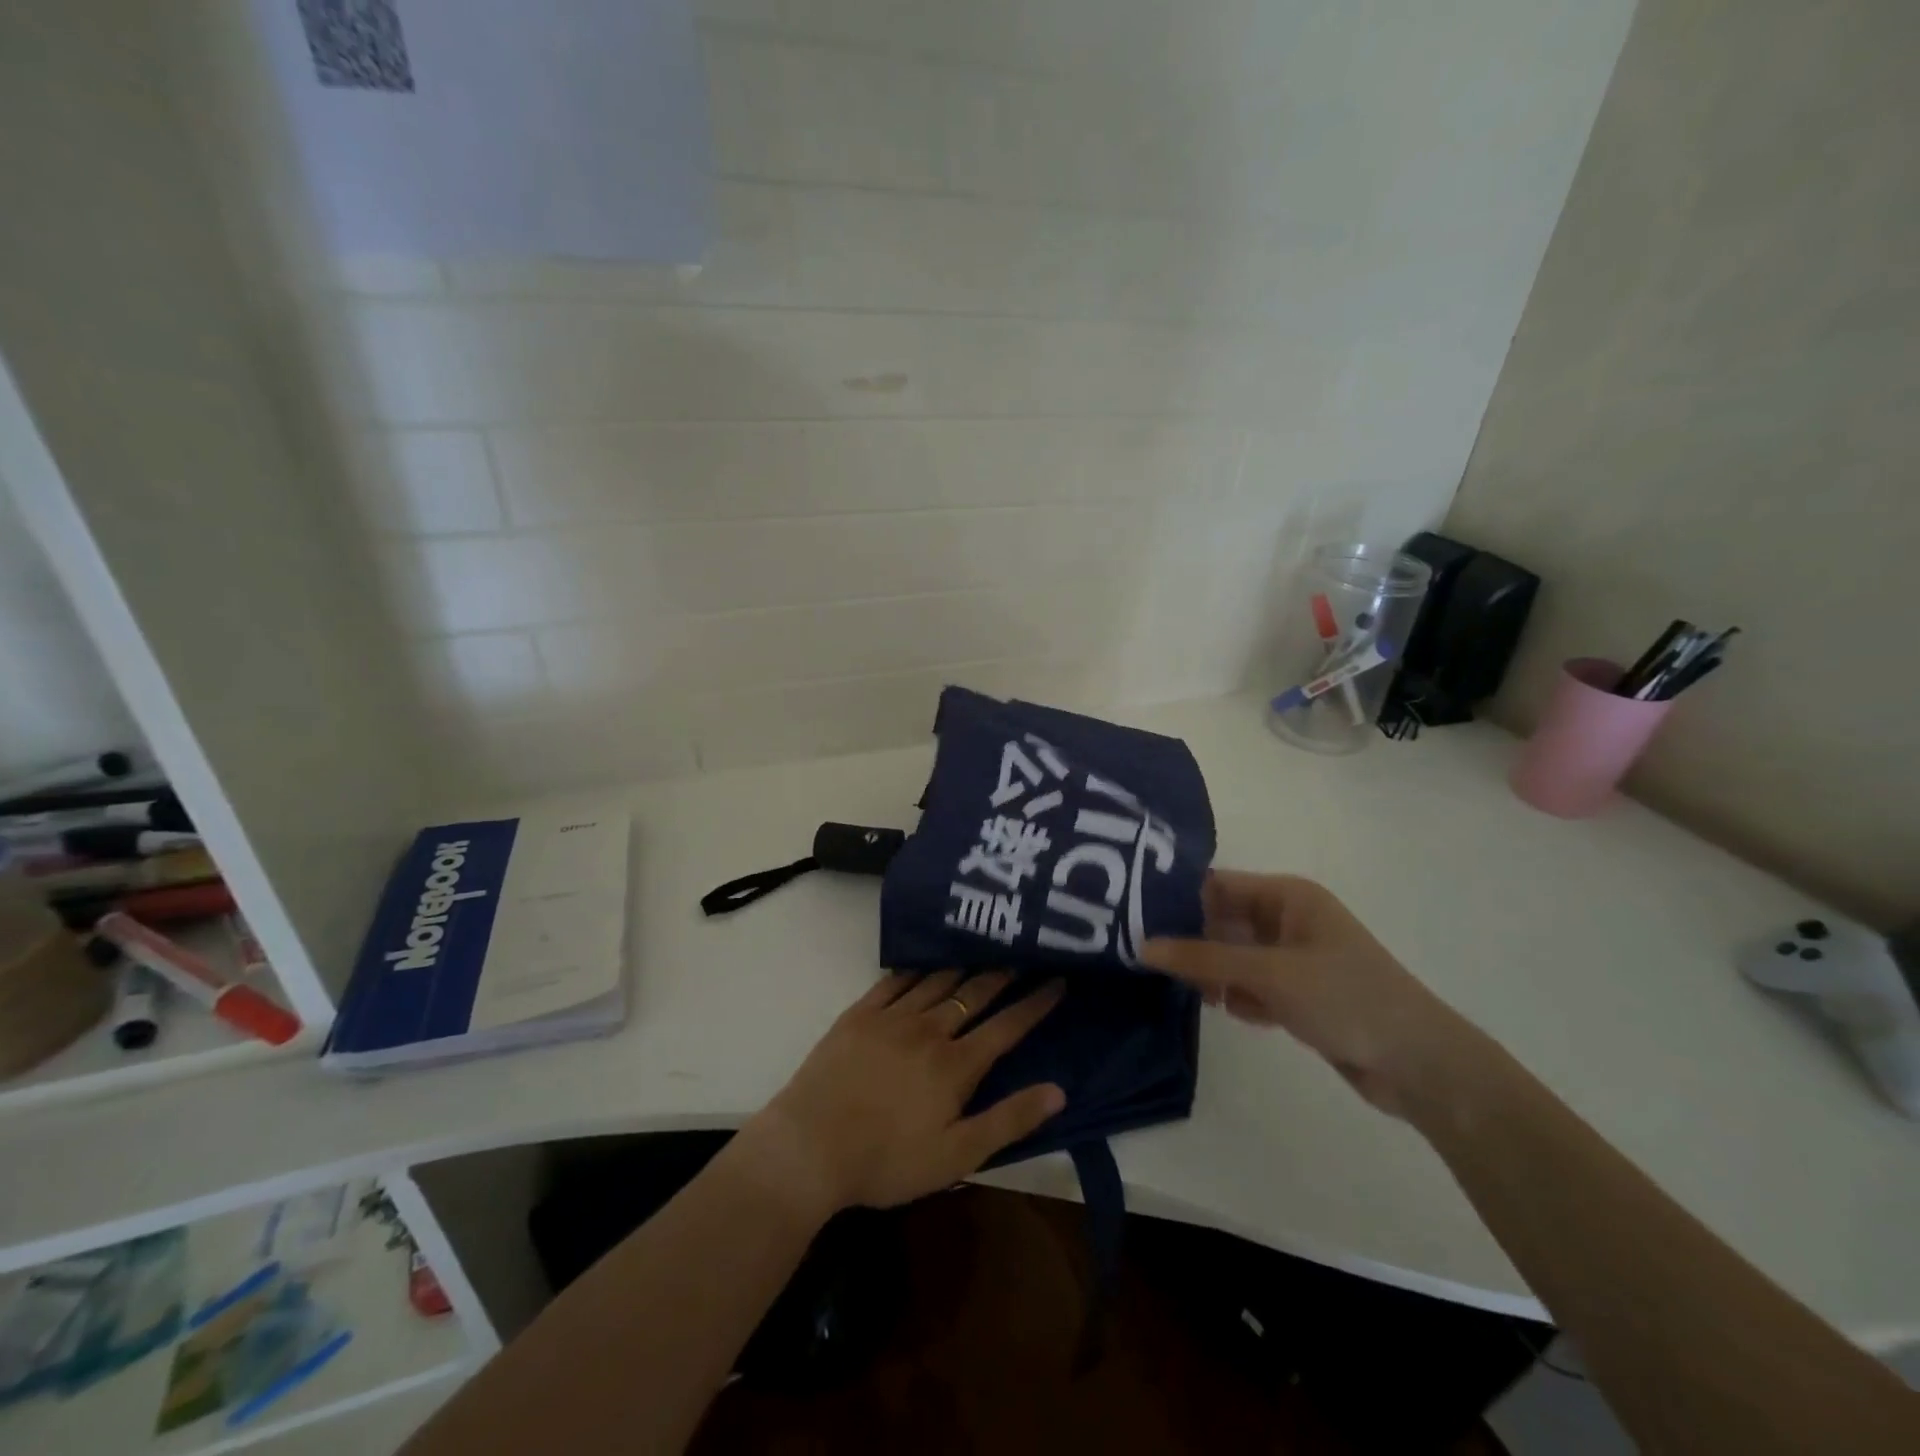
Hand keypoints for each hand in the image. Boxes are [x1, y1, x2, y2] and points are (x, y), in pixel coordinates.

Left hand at [731, 971, 1066, 1217]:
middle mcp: (929, 1029)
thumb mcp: (957, 1155)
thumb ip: (1008, 1120)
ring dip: (965, 965)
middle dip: (1004, 974)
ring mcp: (892, 1017)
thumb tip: (1058, 1091)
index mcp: (956, 1065)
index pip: (1007, 1027)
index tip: (1057, 981)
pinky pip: (895, 981)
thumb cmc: (887, 1160)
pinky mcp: (860, 1014)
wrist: (810, 1146)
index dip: (1035, 1004)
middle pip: (975, 994)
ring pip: (938, 981)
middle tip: (1024, 953)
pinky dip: (917, 968)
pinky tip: (925, 961)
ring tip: (983, 949)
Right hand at [1144, 871, 1483, 1120]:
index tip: (1133, 916)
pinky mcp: (1298, 993)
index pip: (1218, 885)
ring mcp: (1294, 957)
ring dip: (1216, 975)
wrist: (1420, 1066)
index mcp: (1288, 896)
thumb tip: (1142, 946)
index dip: (1177, 897)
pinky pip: (1251, 984)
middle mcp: (1288, 919)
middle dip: (1192, 942)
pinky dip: (1241, 997)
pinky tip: (1244, 1015)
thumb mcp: (1269, 973)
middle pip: (1222, 921)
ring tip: (1202, 996)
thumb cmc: (1346, 998)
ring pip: (1233, 956)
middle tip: (1148, 959)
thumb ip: (1203, 959)